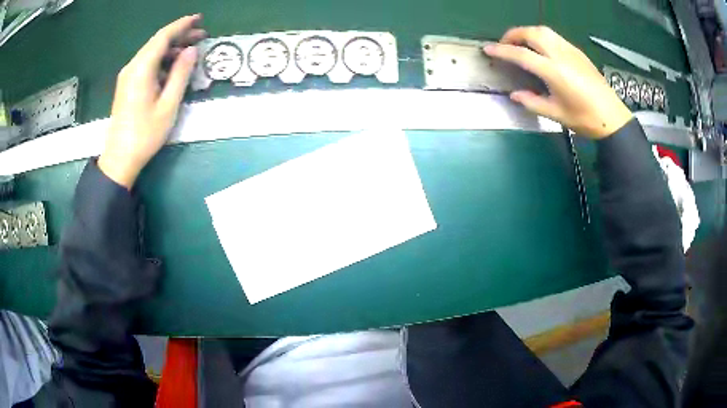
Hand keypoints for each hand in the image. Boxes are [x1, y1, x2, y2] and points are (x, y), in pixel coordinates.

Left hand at [98, 15, 206, 188]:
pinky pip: (146, 64)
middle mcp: (132, 67)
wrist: (120, 159)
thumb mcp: (168, 105)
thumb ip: (180, 74)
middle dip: (179, 36)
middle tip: (201, 35)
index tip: (199, 19)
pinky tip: (173, 67)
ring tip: (191, 51)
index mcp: (141, 69)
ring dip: (171, 49)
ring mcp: (127, 76)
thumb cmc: (145, 134)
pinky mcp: (127, 85)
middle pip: (157, 42)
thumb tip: (191, 50)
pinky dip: (162, 60)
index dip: (182, 25)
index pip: (163, 37)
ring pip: (152, 53)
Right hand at [484, 26, 632, 138]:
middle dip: (513, 34)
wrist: (613, 117)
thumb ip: (533, 102)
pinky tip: (541, 48)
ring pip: (543, 30)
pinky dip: (541, 36)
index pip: (522, 55)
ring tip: (521, 43)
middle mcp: (561, 55)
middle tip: (505, 45)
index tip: (488, 49)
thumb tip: (515, 95)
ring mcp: (571, 51)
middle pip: (532, 33)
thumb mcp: (557, 115)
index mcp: (554, 72)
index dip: (502, 51)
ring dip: (527, 32)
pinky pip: (555, 36)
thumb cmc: (585, 119)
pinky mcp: (578, 52)